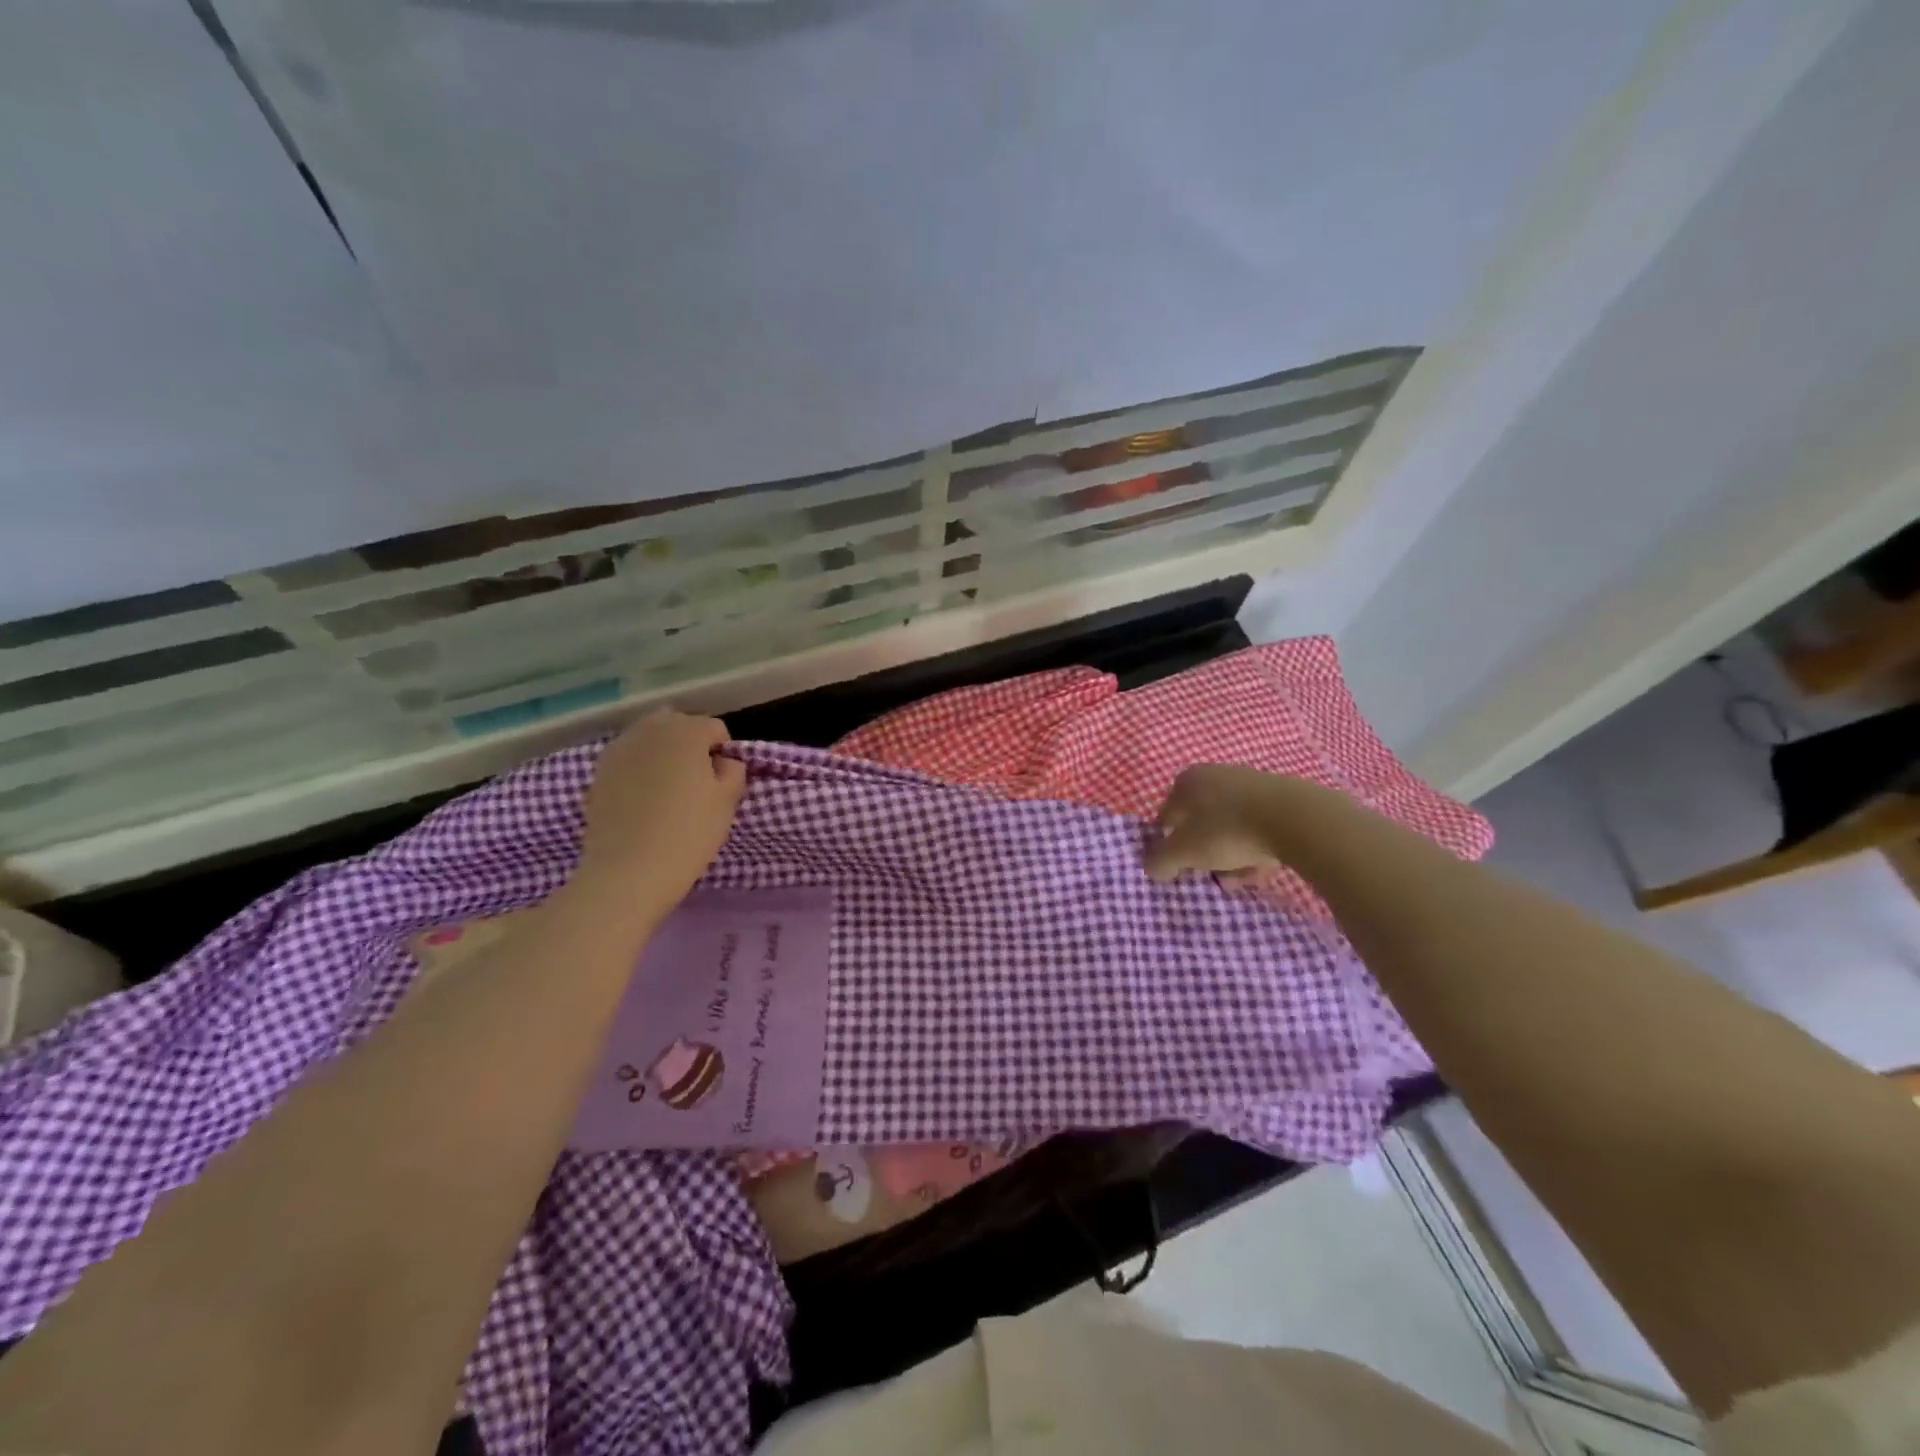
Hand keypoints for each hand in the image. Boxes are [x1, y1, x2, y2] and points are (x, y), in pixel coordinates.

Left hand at [575, 711, 746, 898]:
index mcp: (686, 730)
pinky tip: (642, 799)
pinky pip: (628, 758)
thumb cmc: (688, 833)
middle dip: (690, 744)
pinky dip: (639, 768)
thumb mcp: (728, 801)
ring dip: (663, 753)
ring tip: (667, 789)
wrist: (627, 872)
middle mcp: (650, 729)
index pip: (715, 729)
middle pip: (678, 724)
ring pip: (650, 738)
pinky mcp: (598, 771)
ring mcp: (619, 748)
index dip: (723, 753)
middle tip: (696, 782)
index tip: (721, 782)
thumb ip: (734, 770)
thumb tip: (723, 761)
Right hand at [1144, 764, 1286, 881]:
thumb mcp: (1184, 851)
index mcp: (1188, 780)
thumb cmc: (1228, 830)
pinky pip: (1258, 828)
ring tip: (1241, 879)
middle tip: (1213, 876)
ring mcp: (1250, 784)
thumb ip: (1160, 861)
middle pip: (1201, 823)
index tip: (1181, 869)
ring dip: (1231, 856)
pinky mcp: (1280, 798)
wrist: (1296, 819)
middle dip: (1205, 854)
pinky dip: (1256, 848)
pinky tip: (1263, 869)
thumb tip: (1152, 868)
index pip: (1167, 816)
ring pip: (1230, 828)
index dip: (1169, 845)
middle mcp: (1216, 775)